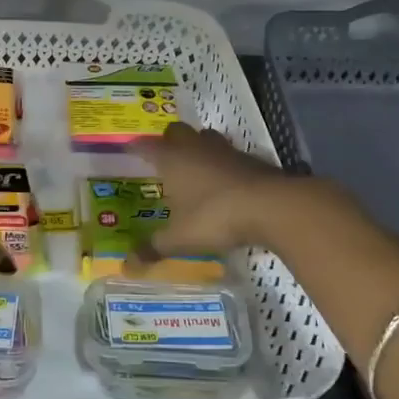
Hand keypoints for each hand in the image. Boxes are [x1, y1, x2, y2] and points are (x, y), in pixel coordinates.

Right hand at [129, 123, 305, 258]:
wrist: (271, 206)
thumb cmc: (215, 217)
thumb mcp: (180, 239)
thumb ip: (154, 249)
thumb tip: (127, 266)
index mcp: (172, 160)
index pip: (146, 146)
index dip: (135, 147)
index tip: (127, 149)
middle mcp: (196, 148)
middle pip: (176, 132)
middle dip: (168, 140)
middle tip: (163, 158)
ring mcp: (225, 150)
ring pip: (205, 138)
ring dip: (198, 147)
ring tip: (193, 166)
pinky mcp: (250, 159)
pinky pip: (229, 154)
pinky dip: (222, 163)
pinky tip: (224, 182)